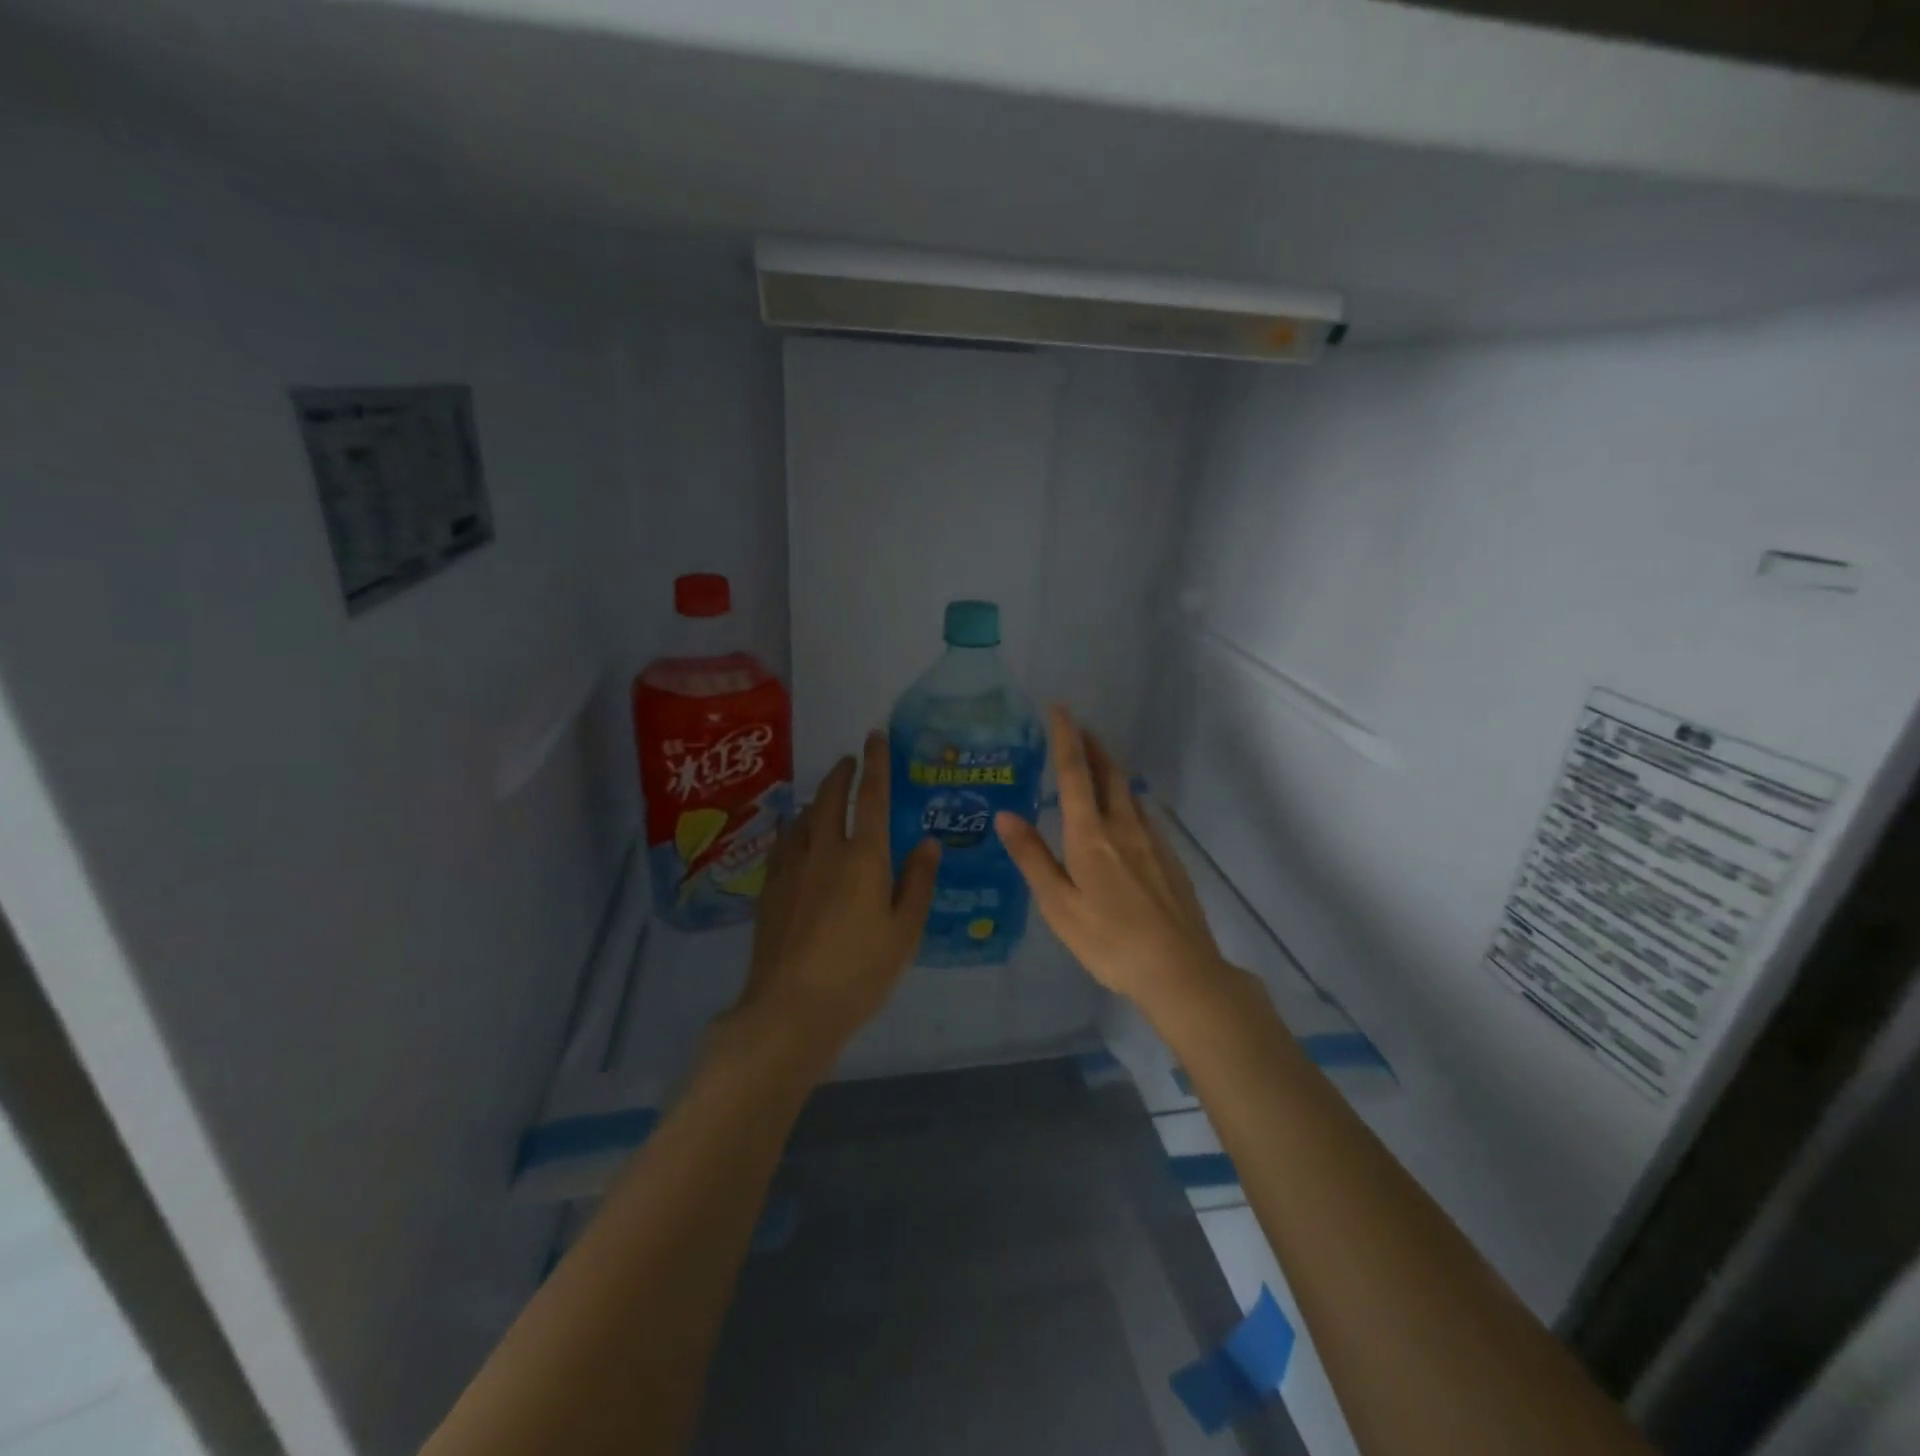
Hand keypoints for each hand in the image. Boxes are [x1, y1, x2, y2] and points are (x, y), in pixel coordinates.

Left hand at [728, 731, 940, 1059]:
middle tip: (850, 759)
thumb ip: (917, 882)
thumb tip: (927, 843)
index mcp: (863, 857)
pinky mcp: (770, 888)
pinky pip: (783, 842)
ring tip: (825, 791)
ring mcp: (792, 867)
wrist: (791, 1009)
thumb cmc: (860, 972)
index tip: (875, 736)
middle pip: (830, 798)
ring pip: (803, 817)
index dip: (876, 763)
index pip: (871, 796)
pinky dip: (793, 826)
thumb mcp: (904, 931)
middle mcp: (825, 850)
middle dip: (842, 773)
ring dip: (816, 797)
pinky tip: (793, 832)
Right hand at [995, 706, 1231, 1020]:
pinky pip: (1143, 814)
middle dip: (1092, 745)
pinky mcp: (1169, 858)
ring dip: (1110, 769)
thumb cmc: (1109, 942)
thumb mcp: (1059, 905)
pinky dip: (1126, 798)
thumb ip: (1033, 857)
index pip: (1075, 773)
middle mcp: (1123, 827)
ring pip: (1128, 792)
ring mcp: (1152, 841)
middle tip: (1078, 727)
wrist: (1180, 970)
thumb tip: (1005, 814)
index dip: (1065, 738)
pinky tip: (1124, 812)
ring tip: (1096, 762)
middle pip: (1108, 773)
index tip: (1060, 708)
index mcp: (1091, 835)